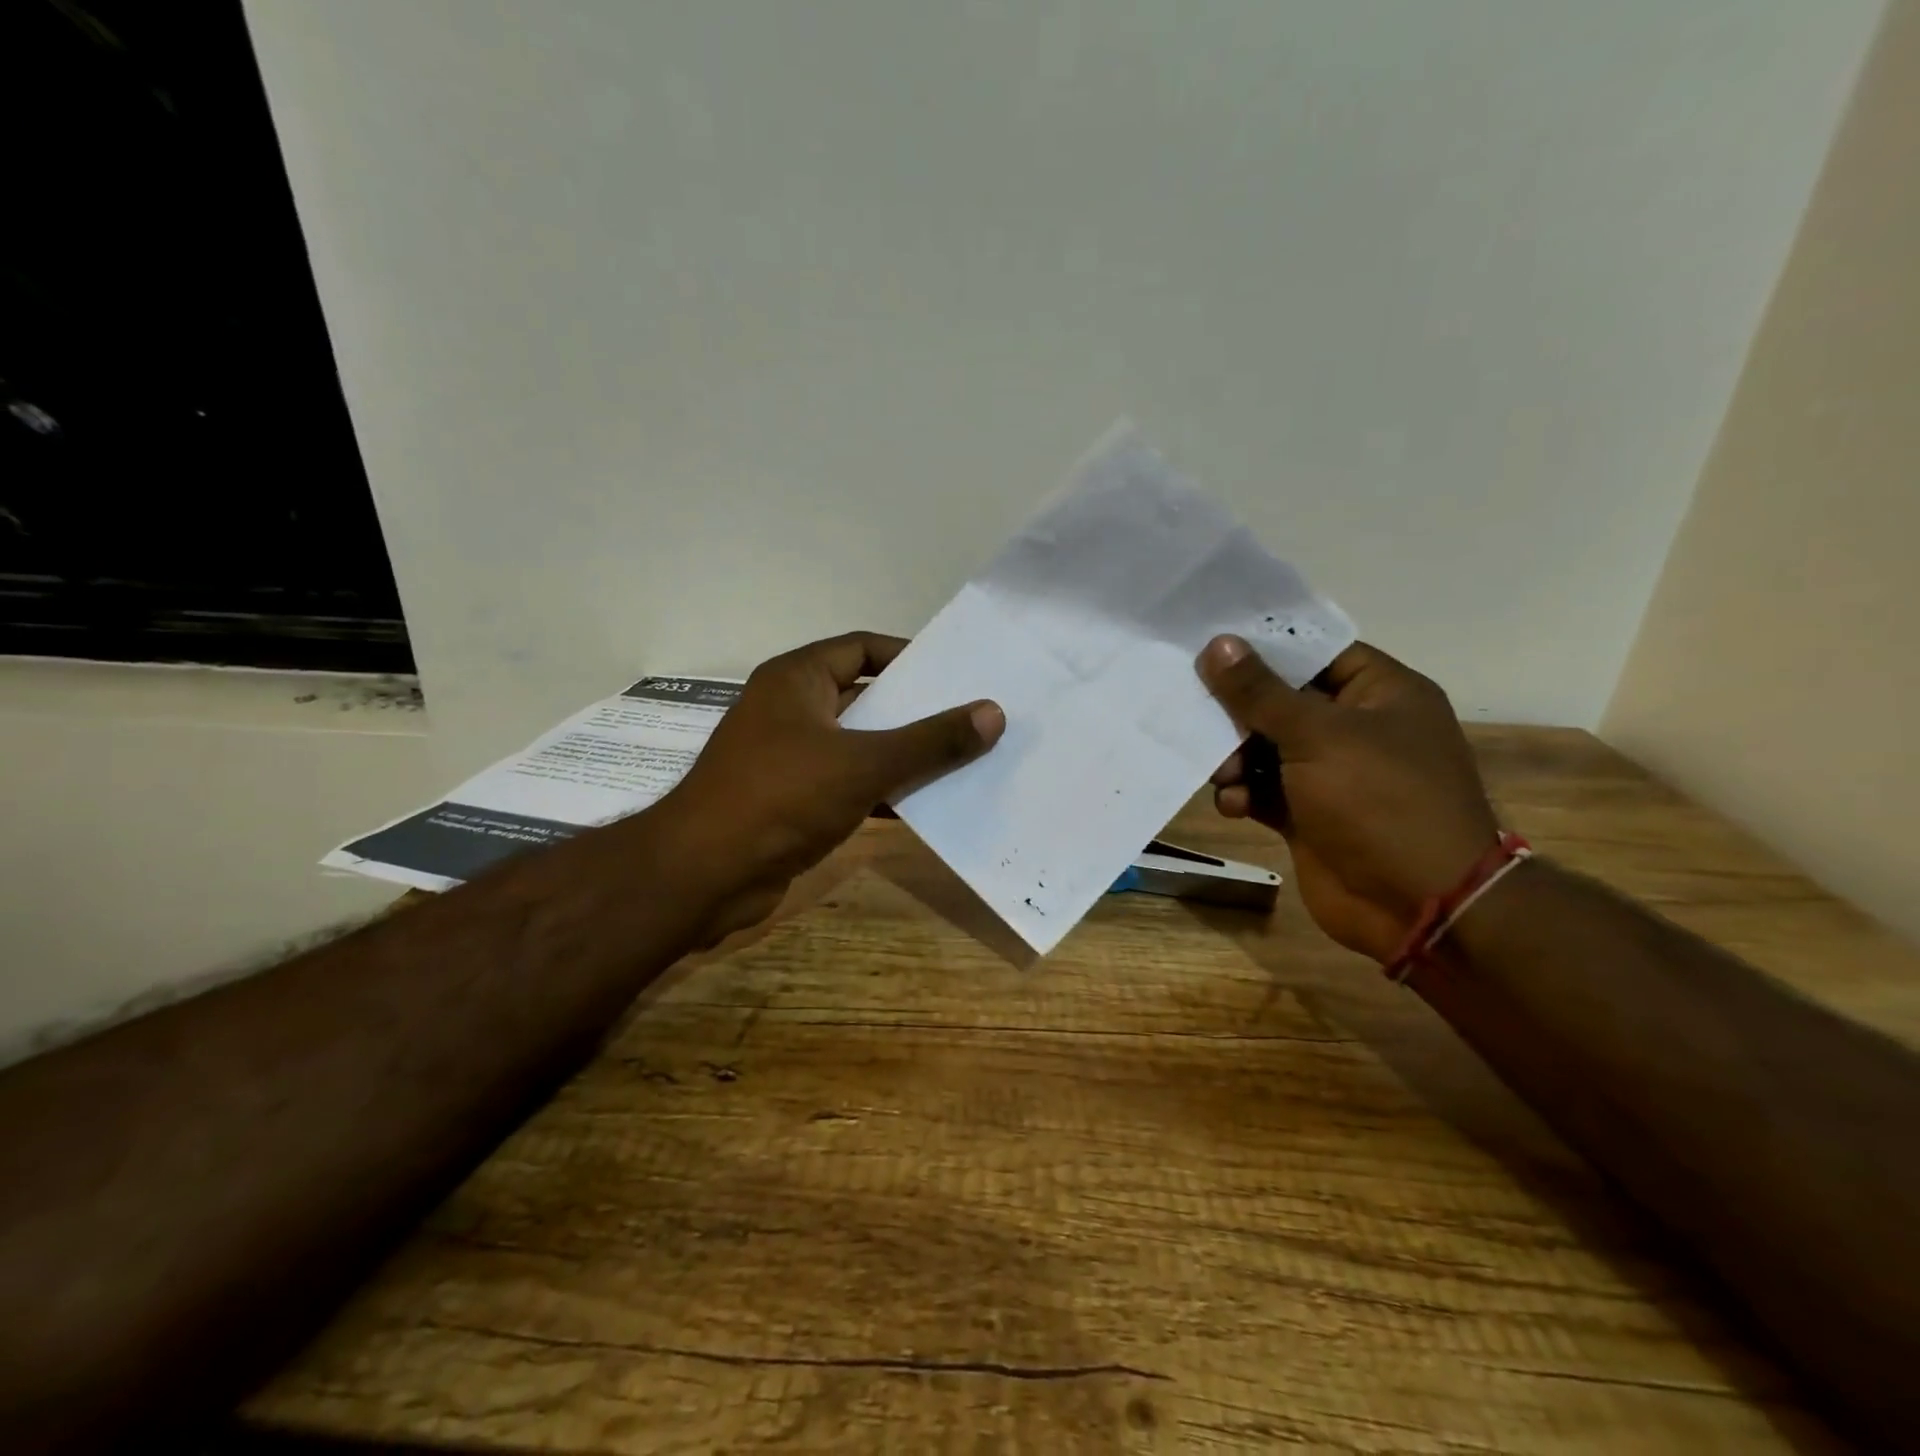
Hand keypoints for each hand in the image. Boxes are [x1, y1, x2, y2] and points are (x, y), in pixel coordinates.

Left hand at [657, 631, 1003, 941]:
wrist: (704, 876)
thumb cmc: (781, 797)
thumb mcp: (864, 763)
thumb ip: (930, 740)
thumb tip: (993, 713)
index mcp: (796, 680)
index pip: (862, 648)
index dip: (909, 656)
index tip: (956, 673)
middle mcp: (790, 710)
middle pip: (865, 697)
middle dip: (915, 710)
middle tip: (971, 717)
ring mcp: (788, 758)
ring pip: (859, 745)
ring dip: (903, 754)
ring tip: (963, 760)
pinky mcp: (791, 801)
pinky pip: (848, 784)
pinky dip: (882, 791)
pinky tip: (926, 805)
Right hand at [1198, 636, 1498, 962]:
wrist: (1417, 905)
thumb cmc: (1379, 801)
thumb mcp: (1317, 736)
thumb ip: (1261, 692)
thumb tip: (1219, 643)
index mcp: (1381, 693)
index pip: (1316, 653)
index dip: (1265, 647)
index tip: (1211, 645)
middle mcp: (1357, 728)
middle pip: (1282, 701)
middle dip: (1239, 713)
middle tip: (1200, 716)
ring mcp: (1332, 774)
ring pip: (1265, 748)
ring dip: (1234, 758)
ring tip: (1221, 774)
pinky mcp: (1308, 814)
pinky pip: (1262, 790)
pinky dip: (1243, 794)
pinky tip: (1232, 805)